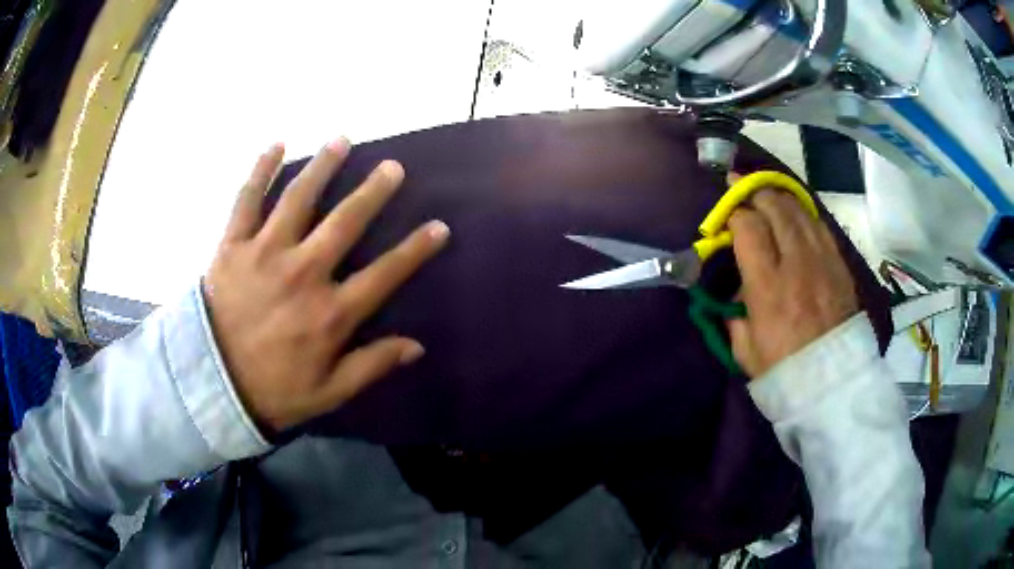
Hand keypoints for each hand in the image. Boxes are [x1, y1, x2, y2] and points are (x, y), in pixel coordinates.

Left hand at [203, 139, 449, 432]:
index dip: (415, 249)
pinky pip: (246, 200)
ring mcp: (265, 254)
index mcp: (329, 313)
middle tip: (392, 167)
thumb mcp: (329, 392)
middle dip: (373, 191)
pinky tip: (276, 146)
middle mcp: (302, 273)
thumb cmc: (273, 390)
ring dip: (323, 166)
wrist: (211, 385)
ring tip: (341, 140)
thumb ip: (371, 366)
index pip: (384, 273)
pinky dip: (260, 170)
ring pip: (298, 198)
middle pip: (345, 222)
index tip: (438, 226)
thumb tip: (416, 346)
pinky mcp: (233, 246)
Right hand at [725, 188, 858, 377]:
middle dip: (754, 191)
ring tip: (766, 194)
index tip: (725, 214)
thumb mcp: (745, 350)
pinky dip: (803, 213)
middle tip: (741, 188)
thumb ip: (735, 314)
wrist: (832, 383)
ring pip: (799, 209)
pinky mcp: (839, 264)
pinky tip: (795, 215)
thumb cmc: (784, 371)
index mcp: (768, 287)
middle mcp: (797, 263)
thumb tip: (737, 288)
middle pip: (775, 207)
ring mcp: (822, 260)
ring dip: (778, 196)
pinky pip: (820, 225)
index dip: (733, 212)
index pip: (748, 227)